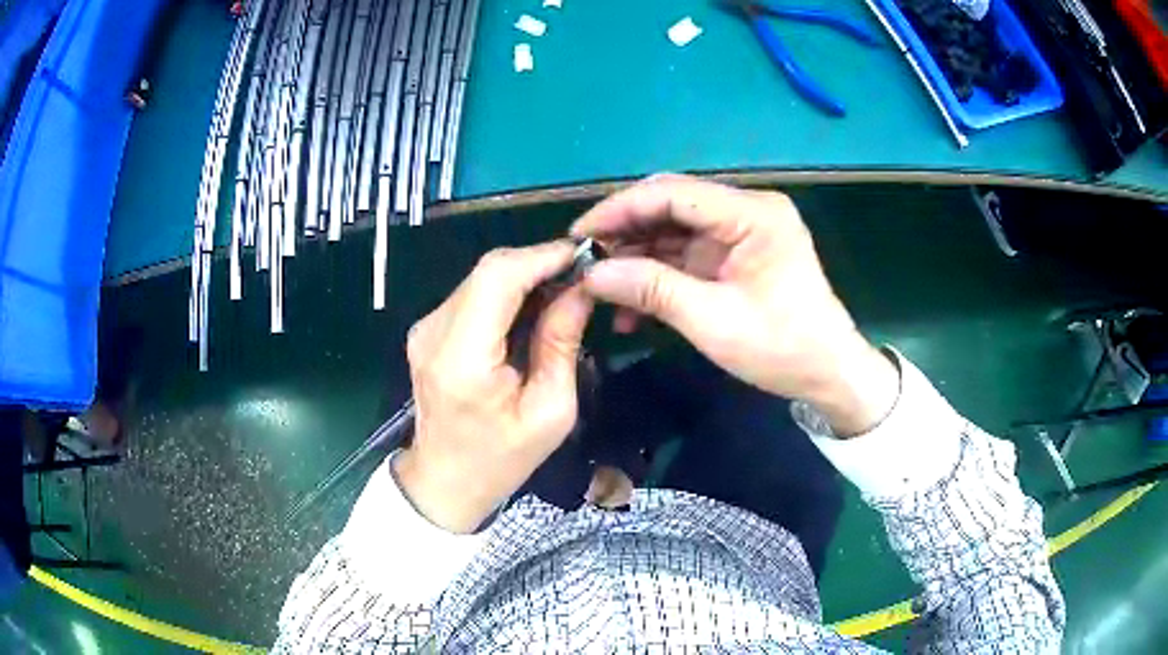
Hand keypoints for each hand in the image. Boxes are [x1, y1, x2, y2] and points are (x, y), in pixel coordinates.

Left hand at [395, 241, 593, 532]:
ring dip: (525, 276)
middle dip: (539, 263)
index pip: (498, 277)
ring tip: (564, 291)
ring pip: (482, 278)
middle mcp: (434, 332)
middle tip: (581, 275)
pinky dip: (507, 292)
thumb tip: (581, 288)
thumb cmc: (501, 460)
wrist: (444, 482)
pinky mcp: (428, 330)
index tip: (585, 255)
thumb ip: (561, 343)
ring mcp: (425, 328)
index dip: (543, 256)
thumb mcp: (550, 411)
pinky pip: (473, 294)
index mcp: (462, 357)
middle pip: (489, 270)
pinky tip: (533, 309)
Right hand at [572, 175, 897, 435]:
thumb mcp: (713, 320)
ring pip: (674, 232)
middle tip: (585, 262)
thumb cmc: (782, 347)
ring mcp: (740, 234)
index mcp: (752, 213)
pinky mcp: (735, 257)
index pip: (672, 192)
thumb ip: (651, 289)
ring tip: (601, 289)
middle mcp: (746, 211)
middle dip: (625, 234)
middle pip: (671, 207)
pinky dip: (659, 277)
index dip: (620, 209)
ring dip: (637, 260)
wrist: (828, 374)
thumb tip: (591, 274)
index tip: (579, 235)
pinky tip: (631, 308)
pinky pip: (686, 256)